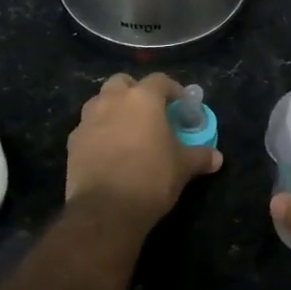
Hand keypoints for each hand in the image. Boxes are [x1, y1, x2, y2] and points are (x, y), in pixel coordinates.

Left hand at [66, 73, 222, 226]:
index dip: (173, 90)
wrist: (106, 209)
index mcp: (142, 99)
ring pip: (100, 101)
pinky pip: (88, 127)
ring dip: (113, 109)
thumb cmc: (151, 178)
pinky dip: (98, 132)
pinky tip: (108, 150)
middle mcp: (112, 100)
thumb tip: (217, 158)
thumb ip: (200, 156)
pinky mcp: (73, 141)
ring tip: (127, 130)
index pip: (160, 80)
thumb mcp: (183, 167)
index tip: (181, 105)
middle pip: (123, 82)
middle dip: (135, 91)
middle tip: (149, 112)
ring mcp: (88, 119)